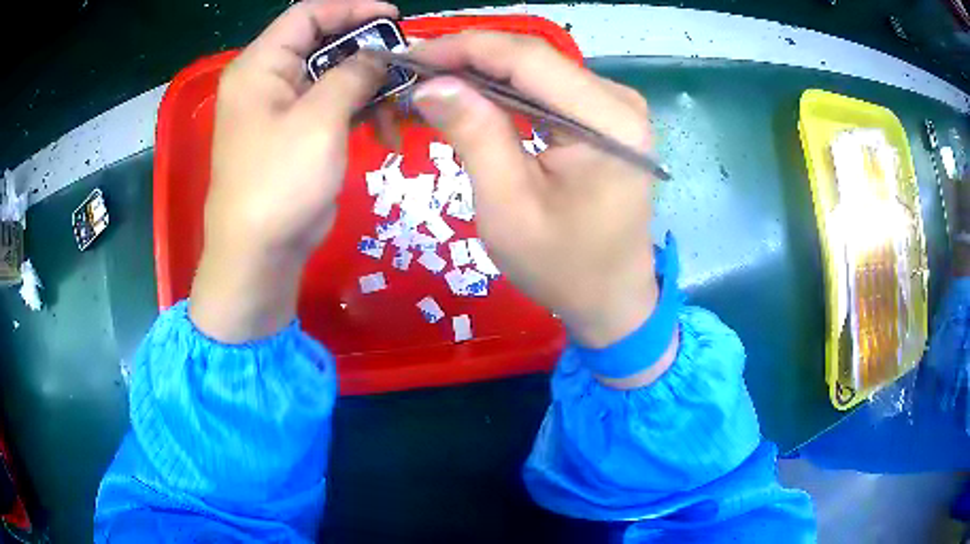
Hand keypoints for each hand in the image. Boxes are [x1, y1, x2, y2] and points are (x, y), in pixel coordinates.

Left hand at [190, 0, 396, 342]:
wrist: (259, 255)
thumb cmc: (279, 183)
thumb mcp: (319, 120)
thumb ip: (353, 74)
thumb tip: (380, 53)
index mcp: (260, 66)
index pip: (308, 15)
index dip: (352, 9)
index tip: (395, 19)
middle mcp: (268, 80)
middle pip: (323, 45)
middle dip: (368, 53)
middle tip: (407, 64)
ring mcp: (282, 109)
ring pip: (334, 78)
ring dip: (370, 88)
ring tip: (402, 107)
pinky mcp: (296, 135)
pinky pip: (333, 107)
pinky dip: (361, 113)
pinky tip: (386, 132)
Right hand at [410, 32, 668, 372]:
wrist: (612, 297)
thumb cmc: (563, 266)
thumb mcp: (509, 207)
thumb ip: (474, 135)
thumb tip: (431, 83)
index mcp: (608, 120)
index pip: (526, 57)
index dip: (462, 49)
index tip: (408, 57)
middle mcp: (618, 100)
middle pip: (531, 57)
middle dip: (465, 59)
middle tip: (409, 73)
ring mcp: (613, 105)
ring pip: (533, 68)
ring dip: (479, 73)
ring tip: (428, 85)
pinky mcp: (602, 116)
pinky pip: (543, 88)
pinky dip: (501, 90)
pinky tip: (467, 99)